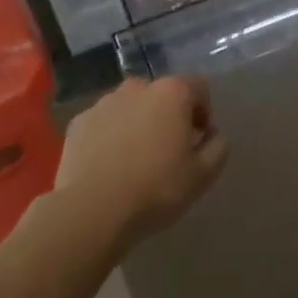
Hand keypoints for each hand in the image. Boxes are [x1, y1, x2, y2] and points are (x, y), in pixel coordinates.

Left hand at [55, 76, 227, 249]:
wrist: (92, 211)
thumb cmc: (156, 189)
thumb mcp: (203, 175)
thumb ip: (218, 146)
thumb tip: (212, 133)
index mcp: (172, 92)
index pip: (198, 87)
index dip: (203, 111)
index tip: (198, 140)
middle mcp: (137, 87)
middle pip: (161, 95)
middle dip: (168, 116)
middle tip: (167, 151)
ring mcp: (104, 102)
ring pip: (130, 107)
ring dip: (138, 123)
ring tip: (135, 160)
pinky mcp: (78, 122)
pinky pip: (104, 123)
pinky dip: (110, 136)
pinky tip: (109, 166)